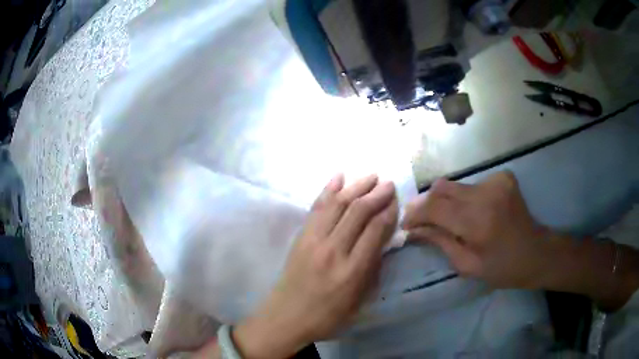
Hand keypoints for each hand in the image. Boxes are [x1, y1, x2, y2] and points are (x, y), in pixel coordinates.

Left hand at [233, 174, 397, 357]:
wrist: (286, 317)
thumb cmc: (327, 316)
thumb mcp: (358, 301)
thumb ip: (372, 269)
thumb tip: (383, 240)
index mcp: (351, 271)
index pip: (374, 231)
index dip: (388, 212)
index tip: (396, 202)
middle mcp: (333, 250)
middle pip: (357, 212)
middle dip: (376, 194)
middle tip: (388, 184)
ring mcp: (313, 241)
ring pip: (337, 204)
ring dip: (356, 187)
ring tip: (371, 176)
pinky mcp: (300, 237)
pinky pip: (316, 207)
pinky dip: (328, 189)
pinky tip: (339, 177)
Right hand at [402, 171, 549, 288]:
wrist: (536, 252)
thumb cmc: (502, 268)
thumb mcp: (467, 265)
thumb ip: (439, 242)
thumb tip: (413, 229)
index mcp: (478, 222)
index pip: (434, 207)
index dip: (415, 213)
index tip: (406, 224)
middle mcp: (486, 194)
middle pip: (442, 188)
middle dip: (426, 204)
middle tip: (421, 220)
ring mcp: (497, 181)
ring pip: (455, 185)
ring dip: (446, 202)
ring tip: (449, 220)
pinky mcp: (503, 177)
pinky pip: (472, 183)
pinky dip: (465, 197)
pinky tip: (473, 212)